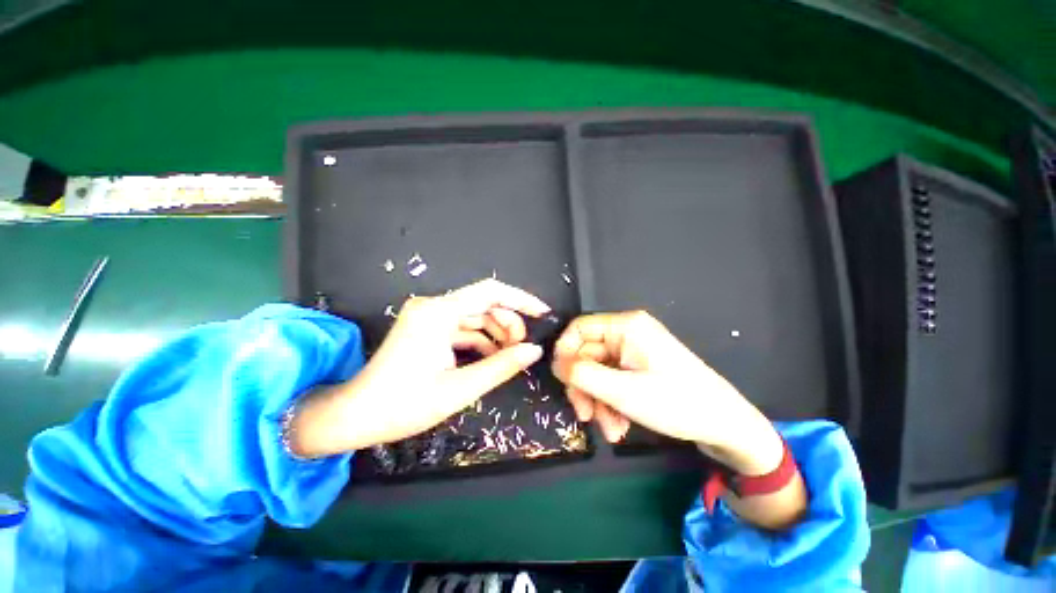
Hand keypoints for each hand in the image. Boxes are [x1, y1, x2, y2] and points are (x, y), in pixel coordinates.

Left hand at [289, 279, 549, 456]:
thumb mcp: (460, 389)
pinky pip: (463, 327)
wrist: (355, 416)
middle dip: (509, 322)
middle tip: (523, 348)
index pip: (490, 292)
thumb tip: (534, 351)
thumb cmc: (404, 405)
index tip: (543, 313)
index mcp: (438, 313)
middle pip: (484, 303)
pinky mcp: (428, 327)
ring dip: (496, 332)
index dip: (521, 300)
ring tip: (510, 355)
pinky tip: (492, 357)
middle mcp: (433, 306)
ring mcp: (429, 316)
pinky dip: (481, 339)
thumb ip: (501, 366)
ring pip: (475, 315)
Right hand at [551, 311, 783, 475]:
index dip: (564, 353)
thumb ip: (582, 375)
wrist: (727, 426)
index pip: (578, 328)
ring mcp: (633, 351)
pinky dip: (610, 403)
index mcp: (626, 326)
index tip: (561, 381)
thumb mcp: (623, 392)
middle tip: (585, 416)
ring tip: (611, 431)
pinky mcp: (639, 368)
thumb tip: (555, 364)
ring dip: (598, 401)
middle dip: (584, 387)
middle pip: (587, 354)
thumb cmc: (677, 403)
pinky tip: (620, 427)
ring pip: (598, 372)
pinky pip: (612, 381)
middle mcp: (627, 333)